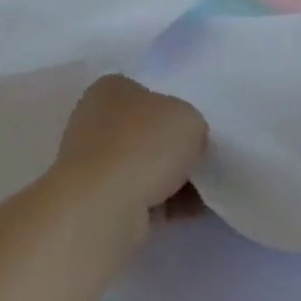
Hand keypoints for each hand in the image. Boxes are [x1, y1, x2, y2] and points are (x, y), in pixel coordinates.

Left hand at [52, 75, 206, 212]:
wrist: (103, 206)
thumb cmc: (144, 145)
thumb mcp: (188, 118)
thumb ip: (191, 124)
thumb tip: (185, 143)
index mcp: (110, 89)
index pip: (147, 93)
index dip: (175, 110)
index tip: (197, 129)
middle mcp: (95, 121)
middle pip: (147, 133)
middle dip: (176, 148)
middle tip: (205, 159)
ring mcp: (93, 163)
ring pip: (145, 167)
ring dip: (174, 179)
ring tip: (207, 190)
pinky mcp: (98, 199)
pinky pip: (143, 197)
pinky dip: (167, 204)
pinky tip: (196, 211)